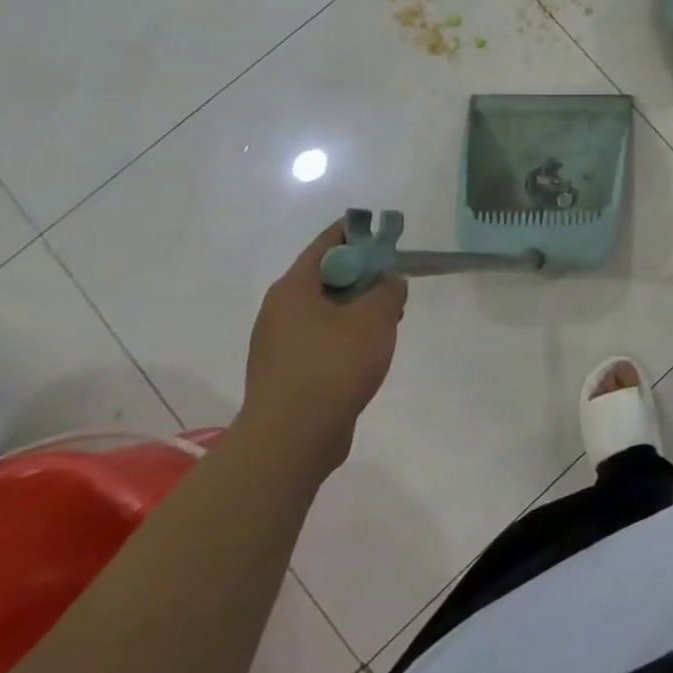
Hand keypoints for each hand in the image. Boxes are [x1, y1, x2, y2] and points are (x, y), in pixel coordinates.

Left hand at [239, 222, 405, 478]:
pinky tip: (368, 354)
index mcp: (293, 288)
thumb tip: (389, 284)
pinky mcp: (286, 374)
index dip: (359, 233)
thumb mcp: (375, 317)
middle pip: (326, 277)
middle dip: (363, 275)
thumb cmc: (333, 365)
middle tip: (394, 284)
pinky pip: (320, 340)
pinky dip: (345, 337)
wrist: (291, 439)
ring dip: (357, 309)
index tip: (387, 234)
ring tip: (388, 322)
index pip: (327, 243)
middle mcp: (278, 311)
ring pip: (325, 311)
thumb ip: (389, 289)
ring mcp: (278, 345)